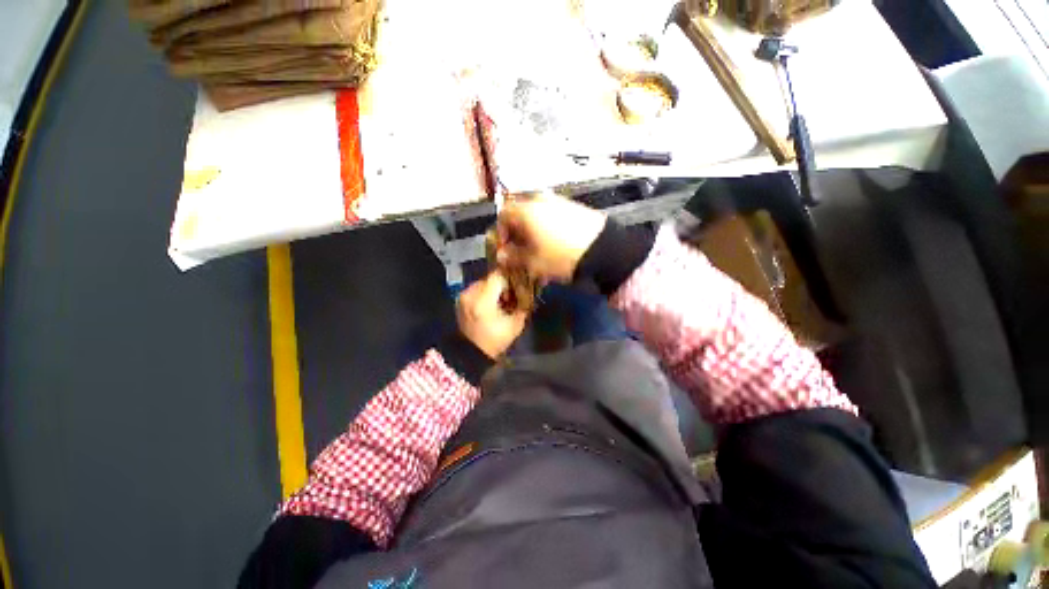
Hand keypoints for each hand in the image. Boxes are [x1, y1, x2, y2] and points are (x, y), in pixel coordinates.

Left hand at [457, 271, 528, 358]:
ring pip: (484, 283)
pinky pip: (476, 289)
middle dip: (503, 285)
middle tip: (511, 296)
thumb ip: (522, 305)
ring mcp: (463, 296)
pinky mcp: (460, 300)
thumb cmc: (495, 340)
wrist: (471, 353)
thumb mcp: (515, 324)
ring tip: (501, 301)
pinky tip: (491, 305)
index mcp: (483, 300)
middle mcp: (471, 294)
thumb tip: (527, 292)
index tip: (518, 286)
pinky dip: (485, 293)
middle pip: (490, 278)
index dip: (511, 278)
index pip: (498, 275)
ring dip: (494, 289)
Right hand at [496, 192, 606, 281]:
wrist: (602, 249)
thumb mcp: (534, 262)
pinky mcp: (574, 205)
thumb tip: (502, 255)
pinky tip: (555, 241)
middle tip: (521, 248)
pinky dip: (548, 225)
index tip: (506, 247)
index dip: (501, 231)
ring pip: (537, 212)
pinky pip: (553, 213)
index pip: (503, 214)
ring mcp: (559, 201)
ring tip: (539, 247)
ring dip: (533, 228)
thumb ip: (514, 257)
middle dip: (517, 230)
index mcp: (526, 211)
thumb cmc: (561, 256)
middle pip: (520, 211)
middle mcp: (540, 200)